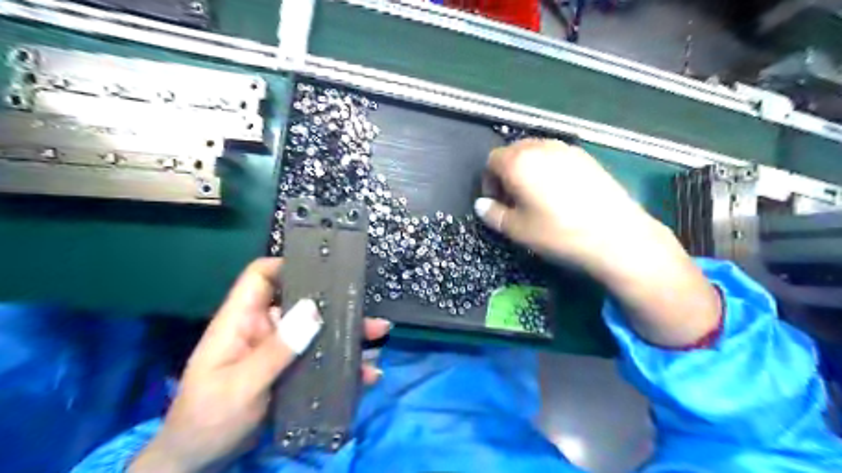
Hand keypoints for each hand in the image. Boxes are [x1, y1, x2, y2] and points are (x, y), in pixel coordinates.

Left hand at [129, 258, 392, 471]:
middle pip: (302, 303)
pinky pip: (322, 359)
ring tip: (378, 336)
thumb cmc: (208, 419)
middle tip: (367, 309)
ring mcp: (280, 351)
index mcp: (241, 321)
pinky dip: (344, 363)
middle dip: (335, 304)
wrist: (201, 462)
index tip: (325, 268)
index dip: (288, 265)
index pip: (261, 276)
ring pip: (318, 331)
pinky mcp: (291, 371)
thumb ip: (276, 349)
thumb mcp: (241, 385)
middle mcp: (264, 329)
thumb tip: (313, 309)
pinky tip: (367, 372)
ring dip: (347, 333)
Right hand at [472, 139, 657, 273]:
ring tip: (537, 197)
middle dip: (507, 174)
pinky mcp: (587, 157)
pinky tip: (560, 194)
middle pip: (513, 152)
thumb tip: (481, 205)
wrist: (616, 236)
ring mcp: (567, 149)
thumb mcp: (518, 229)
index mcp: (519, 162)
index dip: (489, 182)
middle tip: (514, 200)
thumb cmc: (558, 232)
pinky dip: (549, 169)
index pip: (491, 160)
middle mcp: (541, 147)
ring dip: (528, 170)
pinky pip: (557, 157)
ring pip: (536, 152)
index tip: (497, 203)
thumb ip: (493, 214)